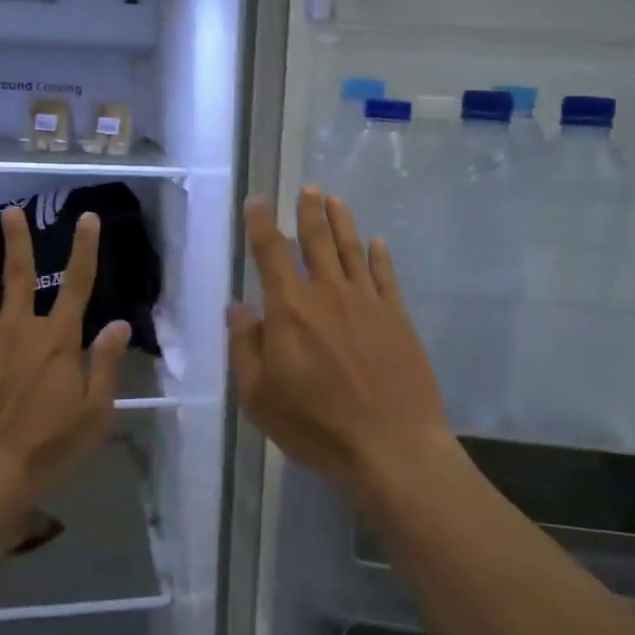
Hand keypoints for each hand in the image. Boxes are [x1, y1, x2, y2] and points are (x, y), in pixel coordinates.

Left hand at [0, 207, 129, 507]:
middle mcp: (19, 327)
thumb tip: (118, 324)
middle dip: (19, 239)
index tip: (87, 218)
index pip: (78, 284)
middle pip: (20, 273)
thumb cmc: (45, 448)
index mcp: (58, 340)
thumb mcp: (93, 413)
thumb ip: (105, 364)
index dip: (84, 248)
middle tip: (14, 211)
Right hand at [229, 187, 454, 491]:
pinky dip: (379, 255)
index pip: (271, 252)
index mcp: (290, 308)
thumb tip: (237, 308)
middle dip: (309, 211)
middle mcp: (328, 293)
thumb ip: (245, 347)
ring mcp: (367, 301)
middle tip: (308, 189)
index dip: (261, 223)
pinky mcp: (397, 316)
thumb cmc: (315, 425)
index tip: (258, 201)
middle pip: (317, 240)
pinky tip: (377, 243)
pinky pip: (385, 275)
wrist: (391, 445)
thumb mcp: (259, 396)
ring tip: (335, 199)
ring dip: (342, 221)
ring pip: (352, 248)